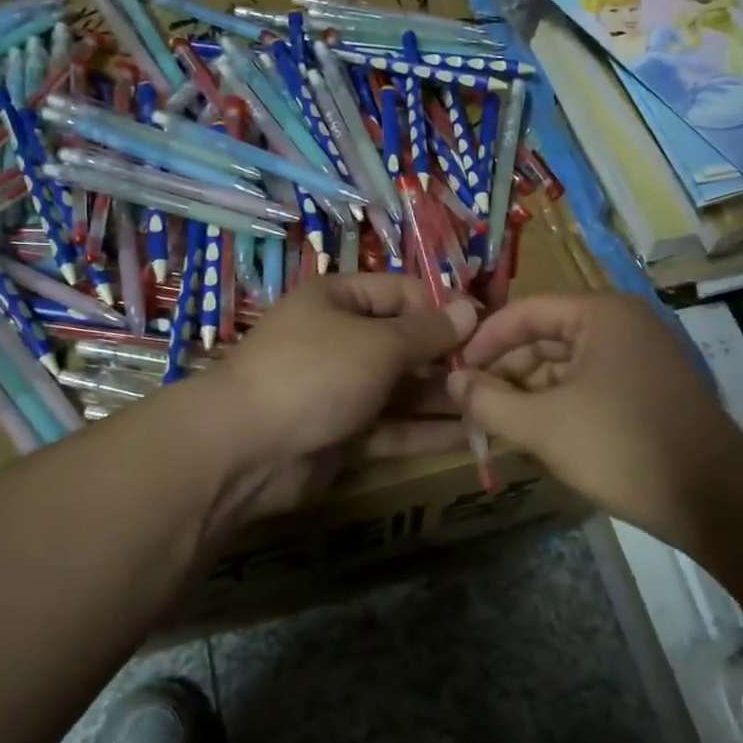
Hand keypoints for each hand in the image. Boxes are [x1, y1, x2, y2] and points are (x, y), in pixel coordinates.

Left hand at [205, 274, 477, 522]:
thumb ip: (428, 331)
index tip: (486, 329)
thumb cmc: (315, 373)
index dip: (443, 308)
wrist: (245, 448)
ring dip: (443, 398)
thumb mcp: (378, 344)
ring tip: (493, 407)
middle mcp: (339, 339)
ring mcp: (339, 389)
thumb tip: (469, 307)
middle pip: (404, 343)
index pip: (402, 293)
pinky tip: (469, 437)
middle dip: (448, 359)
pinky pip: (391, 427)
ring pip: (401, 389)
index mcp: (338, 300)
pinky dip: (425, 431)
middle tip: (496, 375)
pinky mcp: (342, 434)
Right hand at [447, 292, 742, 551]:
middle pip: (546, 336)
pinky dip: (560, 402)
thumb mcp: (543, 425)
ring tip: (499, 422)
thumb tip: (451, 381)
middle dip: (507, 370)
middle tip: (474, 404)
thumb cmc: (622, 446)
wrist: (715, 498)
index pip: (525, 311)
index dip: (484, 341)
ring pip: (567, 363)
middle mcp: (623, 323)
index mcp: (600, 314)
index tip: (454, 371)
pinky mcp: (650, 387)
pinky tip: (538, 431)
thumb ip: (488, 401)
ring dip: (531, 390)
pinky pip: (591, 382)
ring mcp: (642, 354)